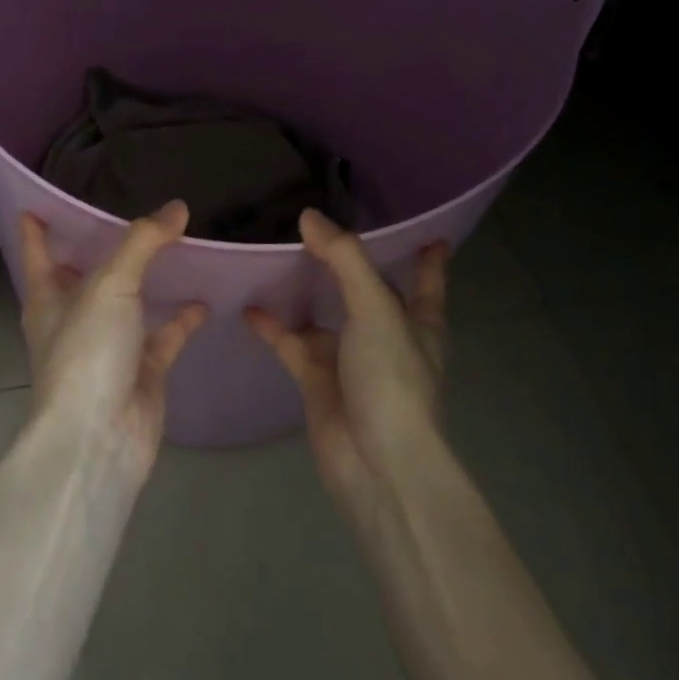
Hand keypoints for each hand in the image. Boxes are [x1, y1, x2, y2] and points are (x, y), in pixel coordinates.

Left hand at [19, 201, 208, 480]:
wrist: (101, 438)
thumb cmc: (87, 353)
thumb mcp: (110, 286)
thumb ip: (143, 243)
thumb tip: (177, 207)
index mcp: (49, 299)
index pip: (38, 254)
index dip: (36, 230)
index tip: (36, 205)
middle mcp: (76, 319)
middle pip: (86, 276)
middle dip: (101, 250)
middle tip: (128, 212)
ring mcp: (110, 346)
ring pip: (129, 303)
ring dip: (149, 280)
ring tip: (177, 246)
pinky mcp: (142, 370)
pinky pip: (165, 334)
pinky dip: (183, 318)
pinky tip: (206, 298)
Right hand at [245, 210, 449, 511]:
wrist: (375, 463)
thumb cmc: (392, 378)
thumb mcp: (376, 309)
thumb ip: (344, 259)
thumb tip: (309, 216)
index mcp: (418, 321)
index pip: (428, 280)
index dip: (429, 258)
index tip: (429, 231)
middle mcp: (385, 335)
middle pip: (367, 291)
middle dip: (350, 264)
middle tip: (320, 226)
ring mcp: (349, 358)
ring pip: (324, 314)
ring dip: (304, 290)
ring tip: (276, 254)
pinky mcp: (316, 380)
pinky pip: (291, 343)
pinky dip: (272, 326)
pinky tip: (249, 306)